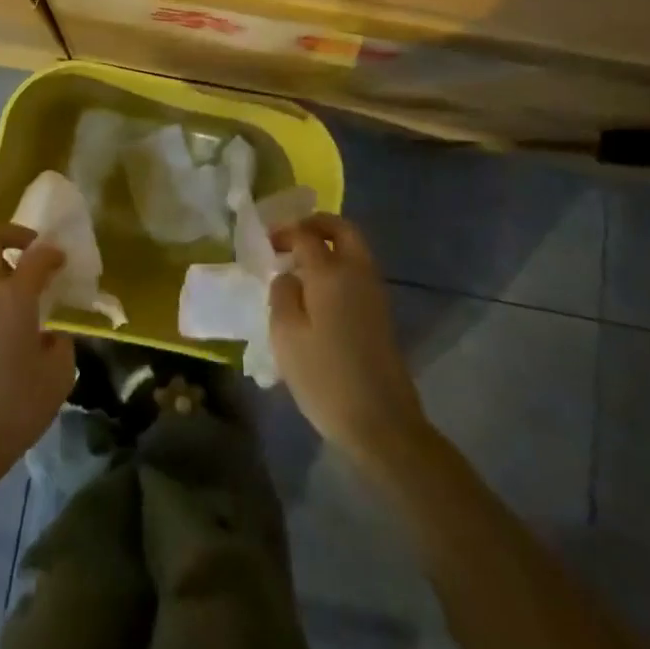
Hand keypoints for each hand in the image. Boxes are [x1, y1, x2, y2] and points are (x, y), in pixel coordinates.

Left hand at [0, 226, 75, 482]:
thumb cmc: (13, 407)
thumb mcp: (57, 377)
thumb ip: (60, 345)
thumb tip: (51, 334)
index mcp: (12, 296)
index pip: (35, 256)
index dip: (51, 252)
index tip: (62, 259)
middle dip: (10, 235)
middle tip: (30, 250)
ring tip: (13, 278)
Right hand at [270, 214, 431, 471]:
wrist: (382, 423)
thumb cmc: (325, 377)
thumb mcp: (286, 335)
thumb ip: (282, 294)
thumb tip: (288, 276)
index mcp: (331, 272)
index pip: (307, 234)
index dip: (285, 232)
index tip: (267, 243)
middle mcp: (357, 272)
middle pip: (342, 229)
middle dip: (316, 224)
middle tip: (291, 237)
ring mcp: (374, 292)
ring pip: (354, 249)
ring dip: (329, 245)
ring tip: (300, 265)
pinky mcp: (381, 314)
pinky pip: (358, 271)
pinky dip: (338, 266)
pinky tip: (317, 292)